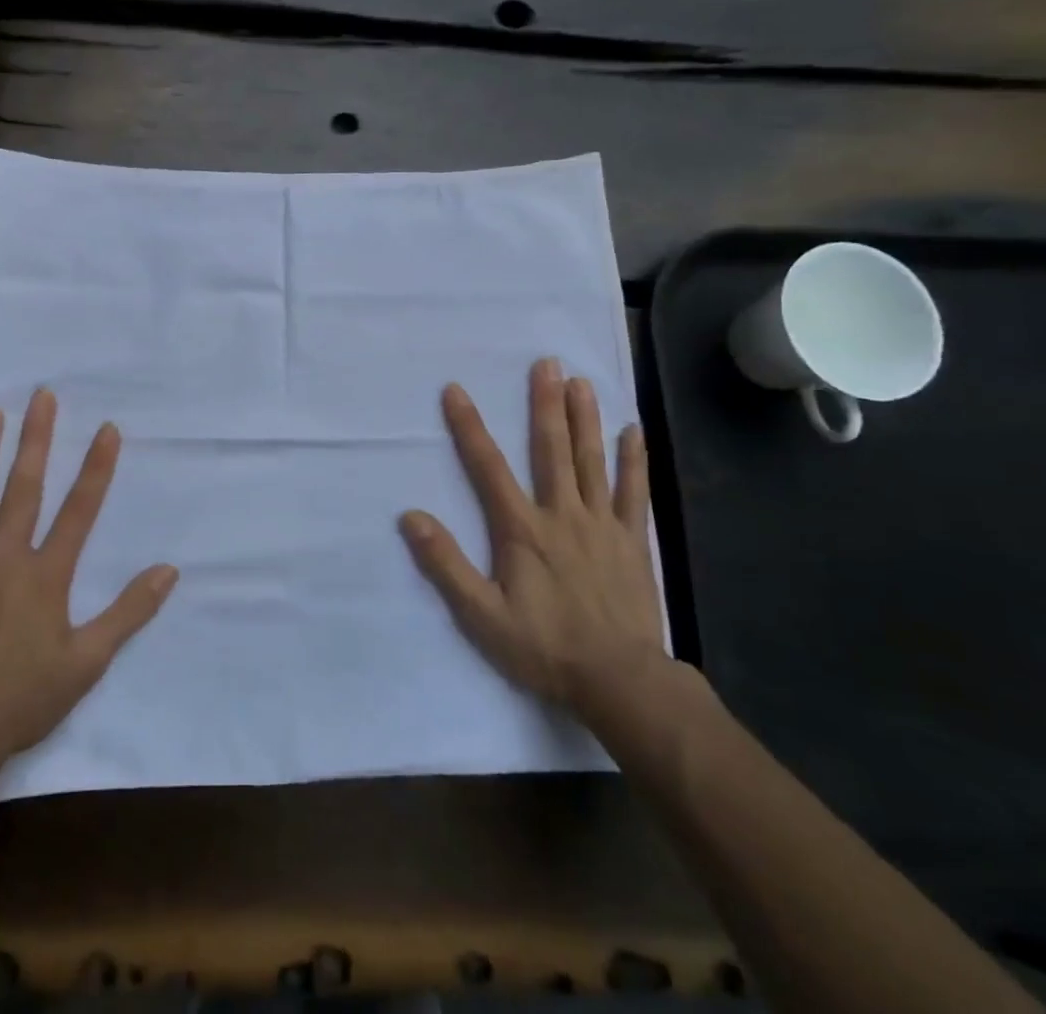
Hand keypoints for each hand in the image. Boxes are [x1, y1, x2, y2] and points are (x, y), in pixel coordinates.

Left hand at [0, 388, 177, 768]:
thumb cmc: (23, 700)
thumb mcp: (88, 662)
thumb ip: (129, 612)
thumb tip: (169, 570)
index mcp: (46, 575)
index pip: (79, 510)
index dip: (96, 467)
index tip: (107, 428)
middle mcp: (5, 558)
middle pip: (25, 489)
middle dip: (37, 439)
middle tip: (42, 396)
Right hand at [400, 359, 665, 717]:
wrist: (620, 681)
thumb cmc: (545, 647)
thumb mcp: (481, 615)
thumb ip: (445, 564)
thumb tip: (410, 517)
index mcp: (522, 529)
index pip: (487, 467)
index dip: (469, 427)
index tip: (455, 390)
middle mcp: (562, 514)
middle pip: (551, 450)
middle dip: (544, 404)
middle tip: (546, 363)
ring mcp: (602, 525)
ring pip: (592, 461)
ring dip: (585, 419)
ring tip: (581, 381)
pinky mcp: (633, 542)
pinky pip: (635, 493)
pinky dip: (634, 461)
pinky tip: (633, 430)